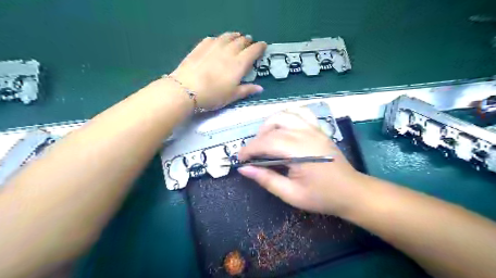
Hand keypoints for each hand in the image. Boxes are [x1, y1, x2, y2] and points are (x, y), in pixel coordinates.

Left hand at [169, 31, 264, 110]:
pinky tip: (219, 41)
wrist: (186, 89)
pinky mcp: (201, 46)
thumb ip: (247, 90)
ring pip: (228, 36)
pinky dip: (220, 38)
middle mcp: (229, 51)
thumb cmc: (213, 95)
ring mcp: (214, 46)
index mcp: (239, 64)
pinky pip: (214, 38)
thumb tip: (260, 88)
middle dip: (248, 41)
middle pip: (242, 41)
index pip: (254, 50)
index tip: (263, 46)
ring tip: (237, 37)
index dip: (260, 47)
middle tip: (250, 44)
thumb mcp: (232, 96)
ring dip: (235, 36)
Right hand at [238, 110, 365, 215]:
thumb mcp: (291, 194)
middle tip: (254, 154)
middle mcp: (306, 134)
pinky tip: (283, 128)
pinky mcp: (318, 129)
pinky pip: (300, 113)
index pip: (267, 142)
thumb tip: (244, 169)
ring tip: (265, 139)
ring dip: (269, 124)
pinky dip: (287, 116)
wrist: (351, 192)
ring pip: (284, 114)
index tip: (241, 159)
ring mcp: (314, 129)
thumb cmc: (322, 197)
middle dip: (257, 138)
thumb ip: (267, 179)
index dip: (249, 149)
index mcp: (300, 151)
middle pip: (273, 126)